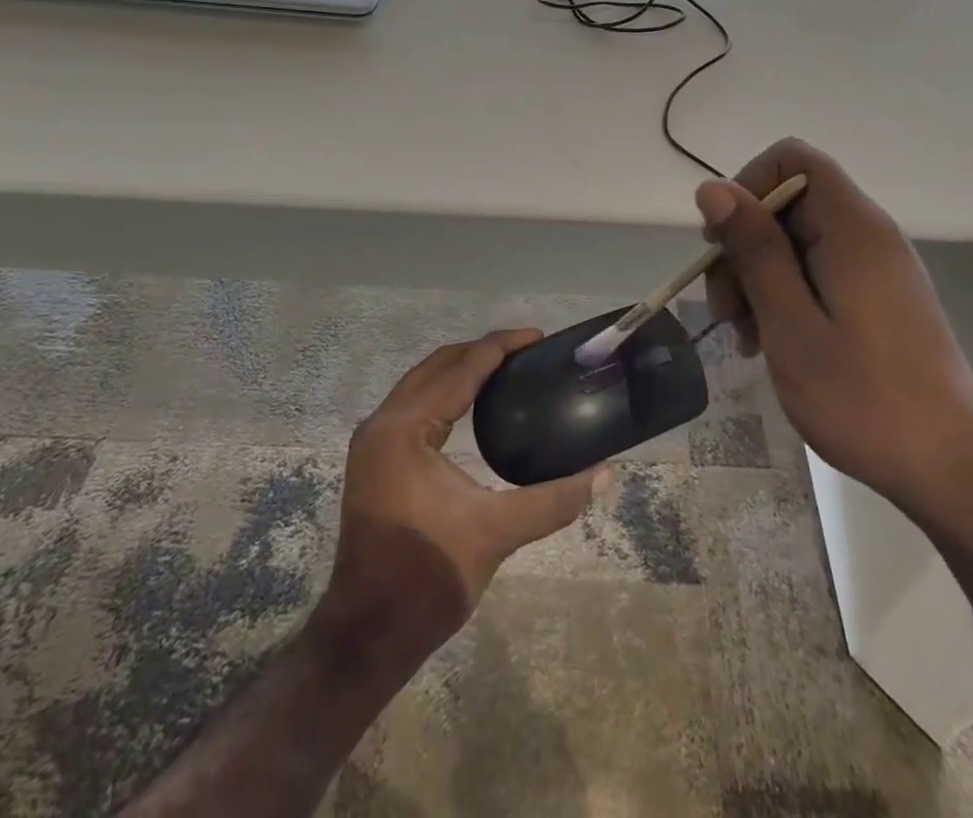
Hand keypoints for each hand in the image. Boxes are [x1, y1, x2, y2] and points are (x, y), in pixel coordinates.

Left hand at [319, 328, 608, 662]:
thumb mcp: (496, 533)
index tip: (538, 337)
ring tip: (507, 368)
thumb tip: (604, 474)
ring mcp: (374, 441)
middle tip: (527, 351)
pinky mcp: (376, 458)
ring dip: (462, 368)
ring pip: (422, 382)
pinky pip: (415, 403)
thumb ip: (553, 499)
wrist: (367, 635)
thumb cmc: (427, 577)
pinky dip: (446, 392)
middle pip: (438, 365)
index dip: (500, 346)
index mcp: (405, 428)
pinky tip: (474, 402)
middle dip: (482, 351)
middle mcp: (383, 423)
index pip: (460, 368)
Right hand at [699, 138, 972, 528]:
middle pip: (789, 203)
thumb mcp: (791, 323)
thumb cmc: (862, 398)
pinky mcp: (879, 298)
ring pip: (798, 241)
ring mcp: (877, 268)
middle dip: (745, 245)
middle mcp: (868, 235)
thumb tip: (714, 188)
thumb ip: (754, 249)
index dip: (747, 186)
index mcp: (852, 228)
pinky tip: (771, 343)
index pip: (792, 159)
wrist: (949, 470)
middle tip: (725, 308)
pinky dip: (786, 296)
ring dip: (759, 278)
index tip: (723, 242)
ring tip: (745, 337)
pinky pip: (819, 272)